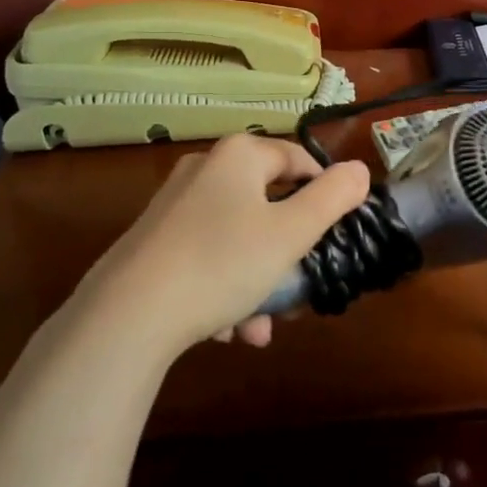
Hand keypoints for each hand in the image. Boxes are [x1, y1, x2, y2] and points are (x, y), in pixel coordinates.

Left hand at [69, 134, 370, 357]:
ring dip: (258, 280)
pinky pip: (206, 257)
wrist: (126, 316)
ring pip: (238, 238)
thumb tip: (359, 170)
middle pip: (269, 204)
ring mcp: (174, 206)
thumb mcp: (292, 232)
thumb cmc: (222, 263)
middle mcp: (204, 170)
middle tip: (298, 291)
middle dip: (288, 253)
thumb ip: (333, 198)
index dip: (326, 196)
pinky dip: (223, 287)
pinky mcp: (153, 242)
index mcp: (239, 156)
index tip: (334, 236)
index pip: (300, 161)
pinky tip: (226, 330)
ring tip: (258, 327)